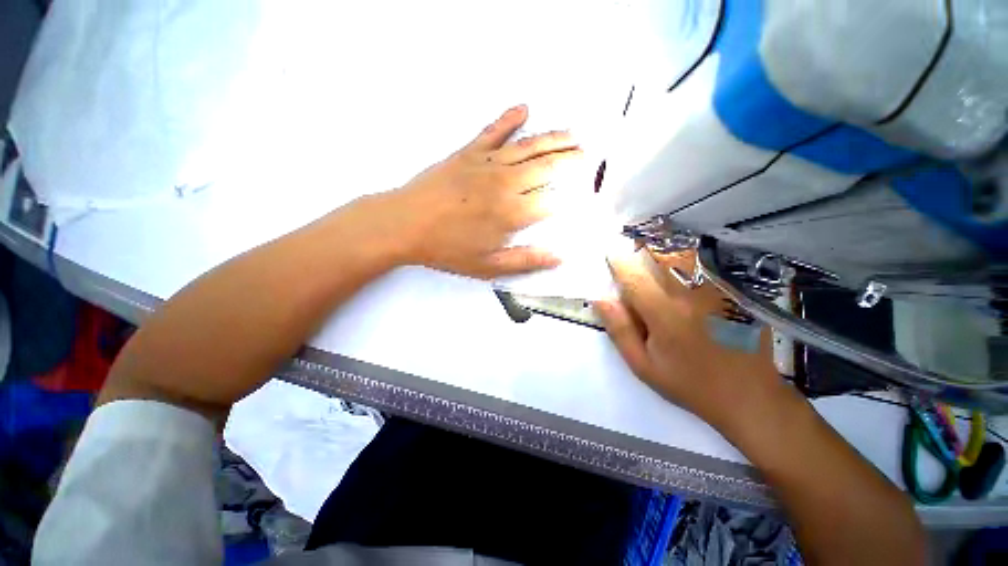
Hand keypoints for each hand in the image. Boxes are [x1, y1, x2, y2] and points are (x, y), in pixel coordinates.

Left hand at [385, 104, 583, 278]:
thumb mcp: (488, 266)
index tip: (585, 193)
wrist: (404, 224)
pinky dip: (509, 118)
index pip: (552, 200)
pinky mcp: (468, 152)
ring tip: (574, 133)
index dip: (571, 196)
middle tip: (588, 154)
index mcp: (512, 213)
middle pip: (547, 166)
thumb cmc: (447, 249)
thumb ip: (525, 261)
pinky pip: (493, 131)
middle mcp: (506, 183)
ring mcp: (487, 163)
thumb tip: (559, 257)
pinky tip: (523, 108)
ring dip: (554, 138)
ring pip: (528, 146)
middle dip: (572, 159)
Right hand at [595, 249, 785, 429]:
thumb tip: (600, 300)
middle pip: (664, 257)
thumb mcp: (643, 365)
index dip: (619, 263)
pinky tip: (688, 262)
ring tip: (658, 247)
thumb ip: (620, 330)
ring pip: (690, 256)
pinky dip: (695, 257)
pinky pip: (712, 266)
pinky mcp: (736, 295)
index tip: (611, 255)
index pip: (634, 278)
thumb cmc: (689, 384)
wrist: (748, 397)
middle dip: (646, 246)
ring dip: (670, 248)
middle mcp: (691, 296)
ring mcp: (719, 292)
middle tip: (635, 244)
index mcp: (664, 314)